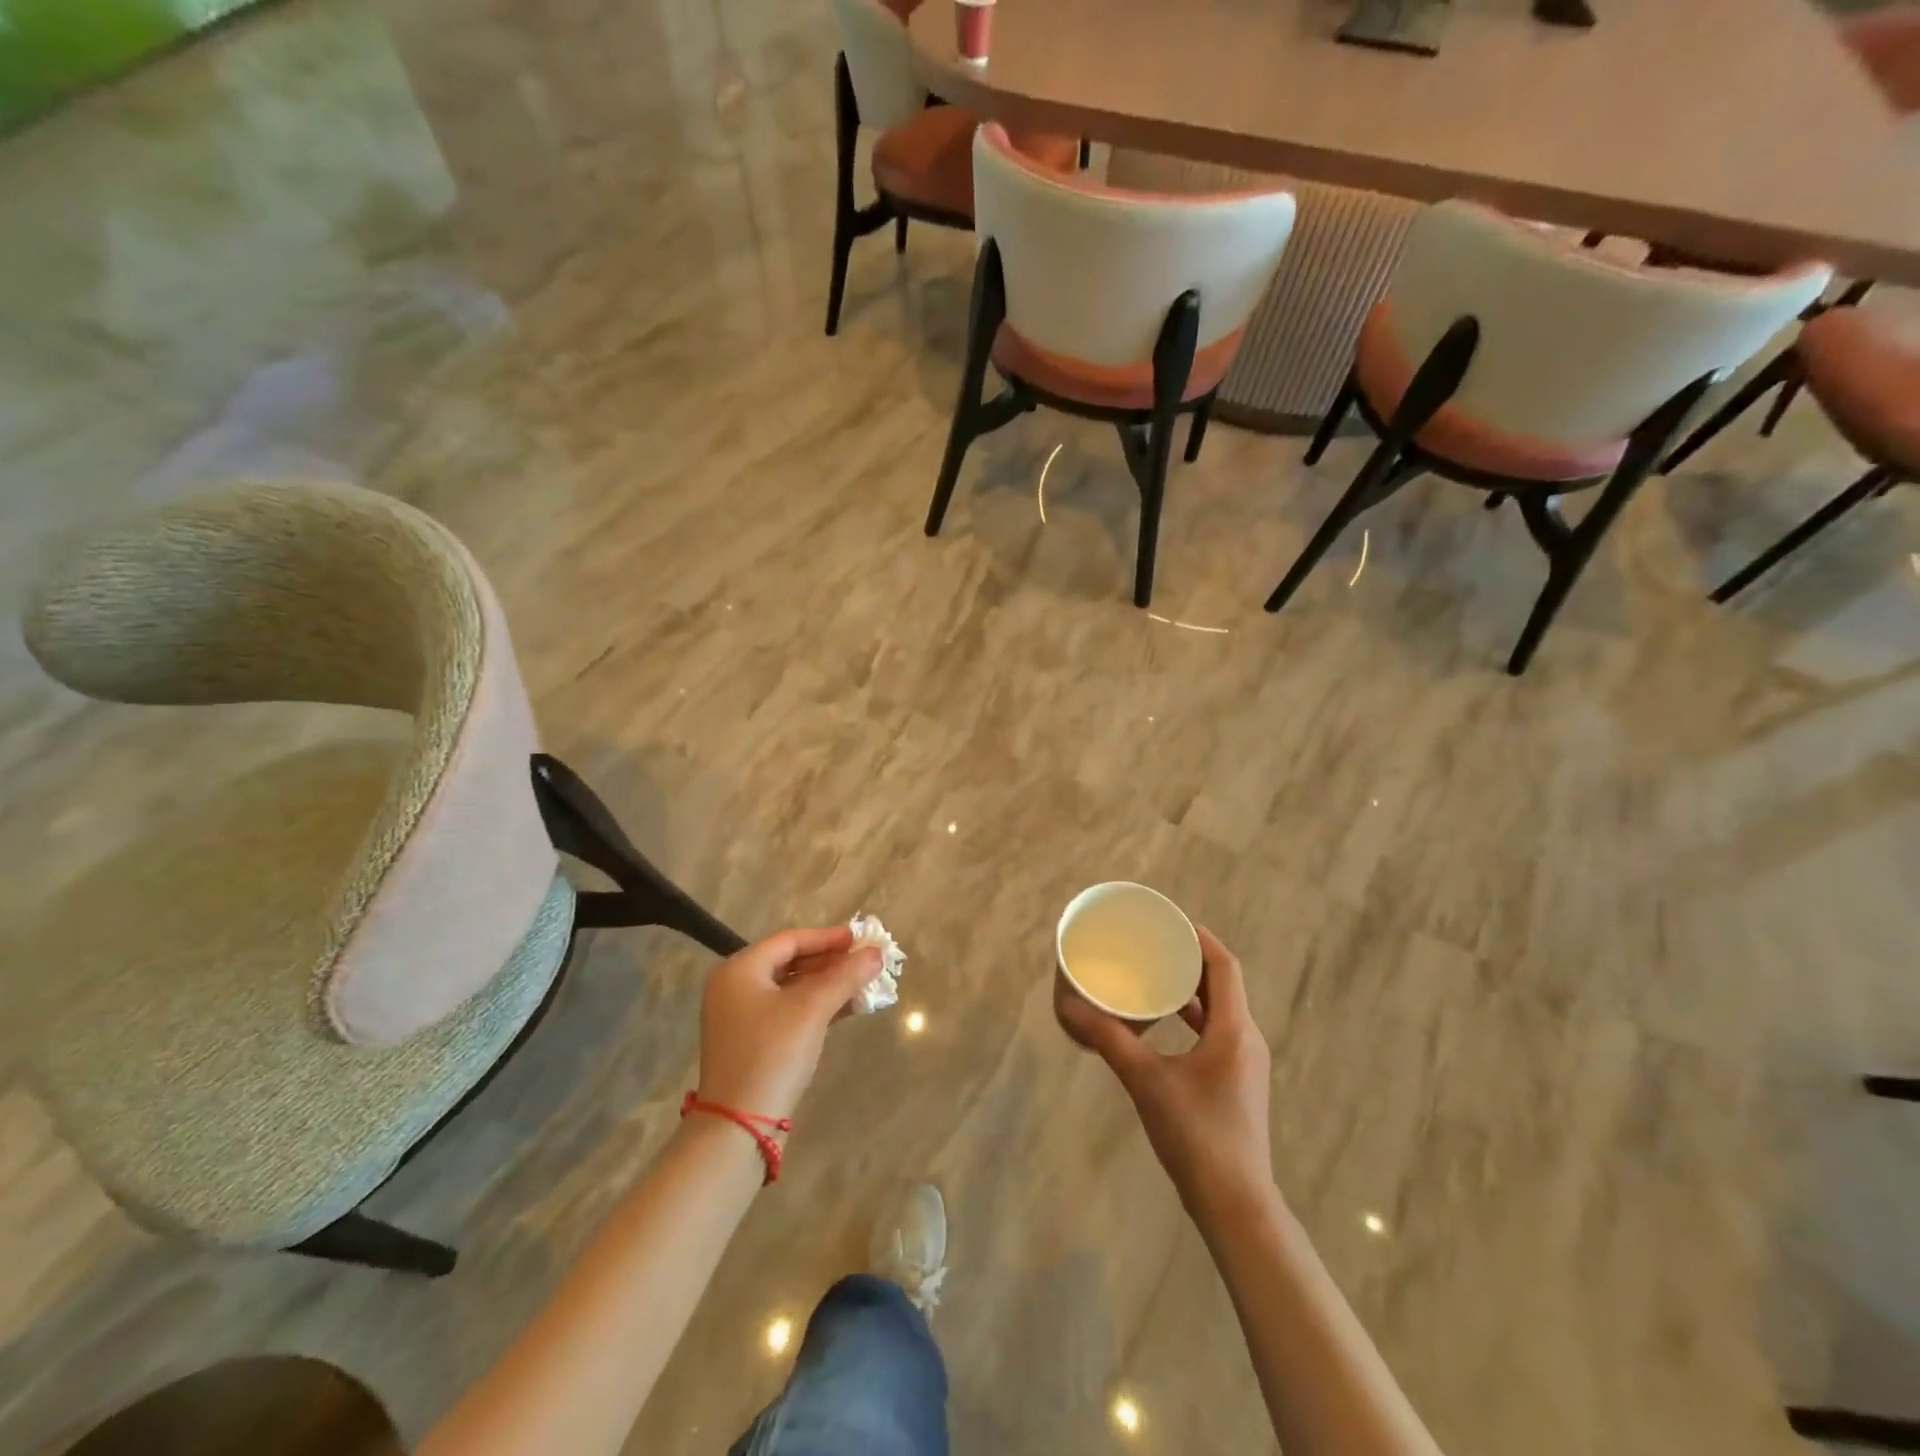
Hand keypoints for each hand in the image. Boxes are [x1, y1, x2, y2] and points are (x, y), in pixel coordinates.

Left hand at [696, 926, 881, 1123]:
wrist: (739, 1126)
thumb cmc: (773, 1054)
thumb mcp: (812, 1010)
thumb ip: (845, 977)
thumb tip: (877, 952)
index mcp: (740, 970)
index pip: (790, 940)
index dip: (827, 938)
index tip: (860, 939)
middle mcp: (735, 987)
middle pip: (790, 962)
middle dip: (831, 962)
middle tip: (865, 962)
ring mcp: (741, 1016)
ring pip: (792, 988)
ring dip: (827, 985)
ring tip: (863, 984)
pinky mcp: (752, 1041)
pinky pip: (788, 1010)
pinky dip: (816, 1007)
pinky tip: (847, 1009)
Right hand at [1060, 928, 1274, 1218]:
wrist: (1235, 1204)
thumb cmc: (1195, 1134)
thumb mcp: (1146, 1080)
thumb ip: (1109, 1040)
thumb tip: (1070, 1007)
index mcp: (1234, 1029)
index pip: (1225, 966)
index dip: (1200, 939)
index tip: (1169, 922)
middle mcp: (1246, 1039)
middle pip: (1223, 984)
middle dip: (1191, 960)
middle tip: (1154, 944)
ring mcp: (1244, 1063)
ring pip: (1221, 1010)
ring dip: (1192, 989)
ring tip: (1155, 976)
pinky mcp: (1236, 1082)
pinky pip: (1217, 1032)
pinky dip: (1193, 1017)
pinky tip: (1165, 1024)